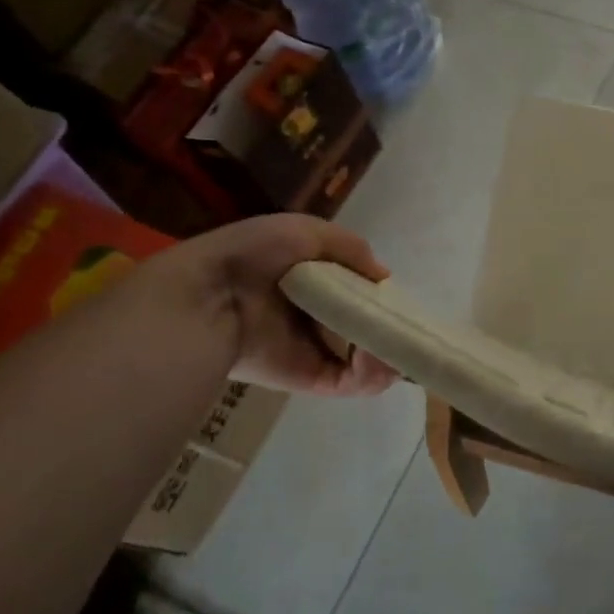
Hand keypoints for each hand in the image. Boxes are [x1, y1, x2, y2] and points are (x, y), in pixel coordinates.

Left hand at [146, 214, 399, 396]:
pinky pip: (353, 382)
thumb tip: (383, 277)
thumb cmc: (254, 255)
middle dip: (392, 329)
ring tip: (395, 345)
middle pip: (367, 328)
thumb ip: (350, 248)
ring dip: (390, 353)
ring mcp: (316, 351)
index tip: (400, 300)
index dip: (381, 298)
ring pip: (368, 359)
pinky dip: (373, 374)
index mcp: (313, 283)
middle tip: (406, 328)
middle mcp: (317, 318)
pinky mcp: (312, 379)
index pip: (358, 294)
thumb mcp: (305, 231)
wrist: (208, 296)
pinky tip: (377, 357)